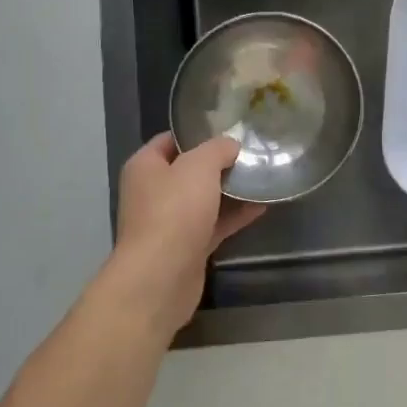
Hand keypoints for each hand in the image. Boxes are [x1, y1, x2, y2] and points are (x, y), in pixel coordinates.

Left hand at [110, 134, 264, 335]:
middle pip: (189, 170)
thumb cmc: (174, 212)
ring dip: (230, 190)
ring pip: (204, 199)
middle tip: (251, 152)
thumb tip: (230, 144)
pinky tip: (262, 206)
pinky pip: (214, 224)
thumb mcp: (199, 167)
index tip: (230, 129)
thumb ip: (217, 149)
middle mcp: (153, 192)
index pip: (170, 140)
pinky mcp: (187, 247)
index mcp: (145, 166)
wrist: (162, 277)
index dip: (198, 133)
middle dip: (219, 163)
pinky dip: (235, 216)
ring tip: (262, 176)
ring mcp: (170, 222)